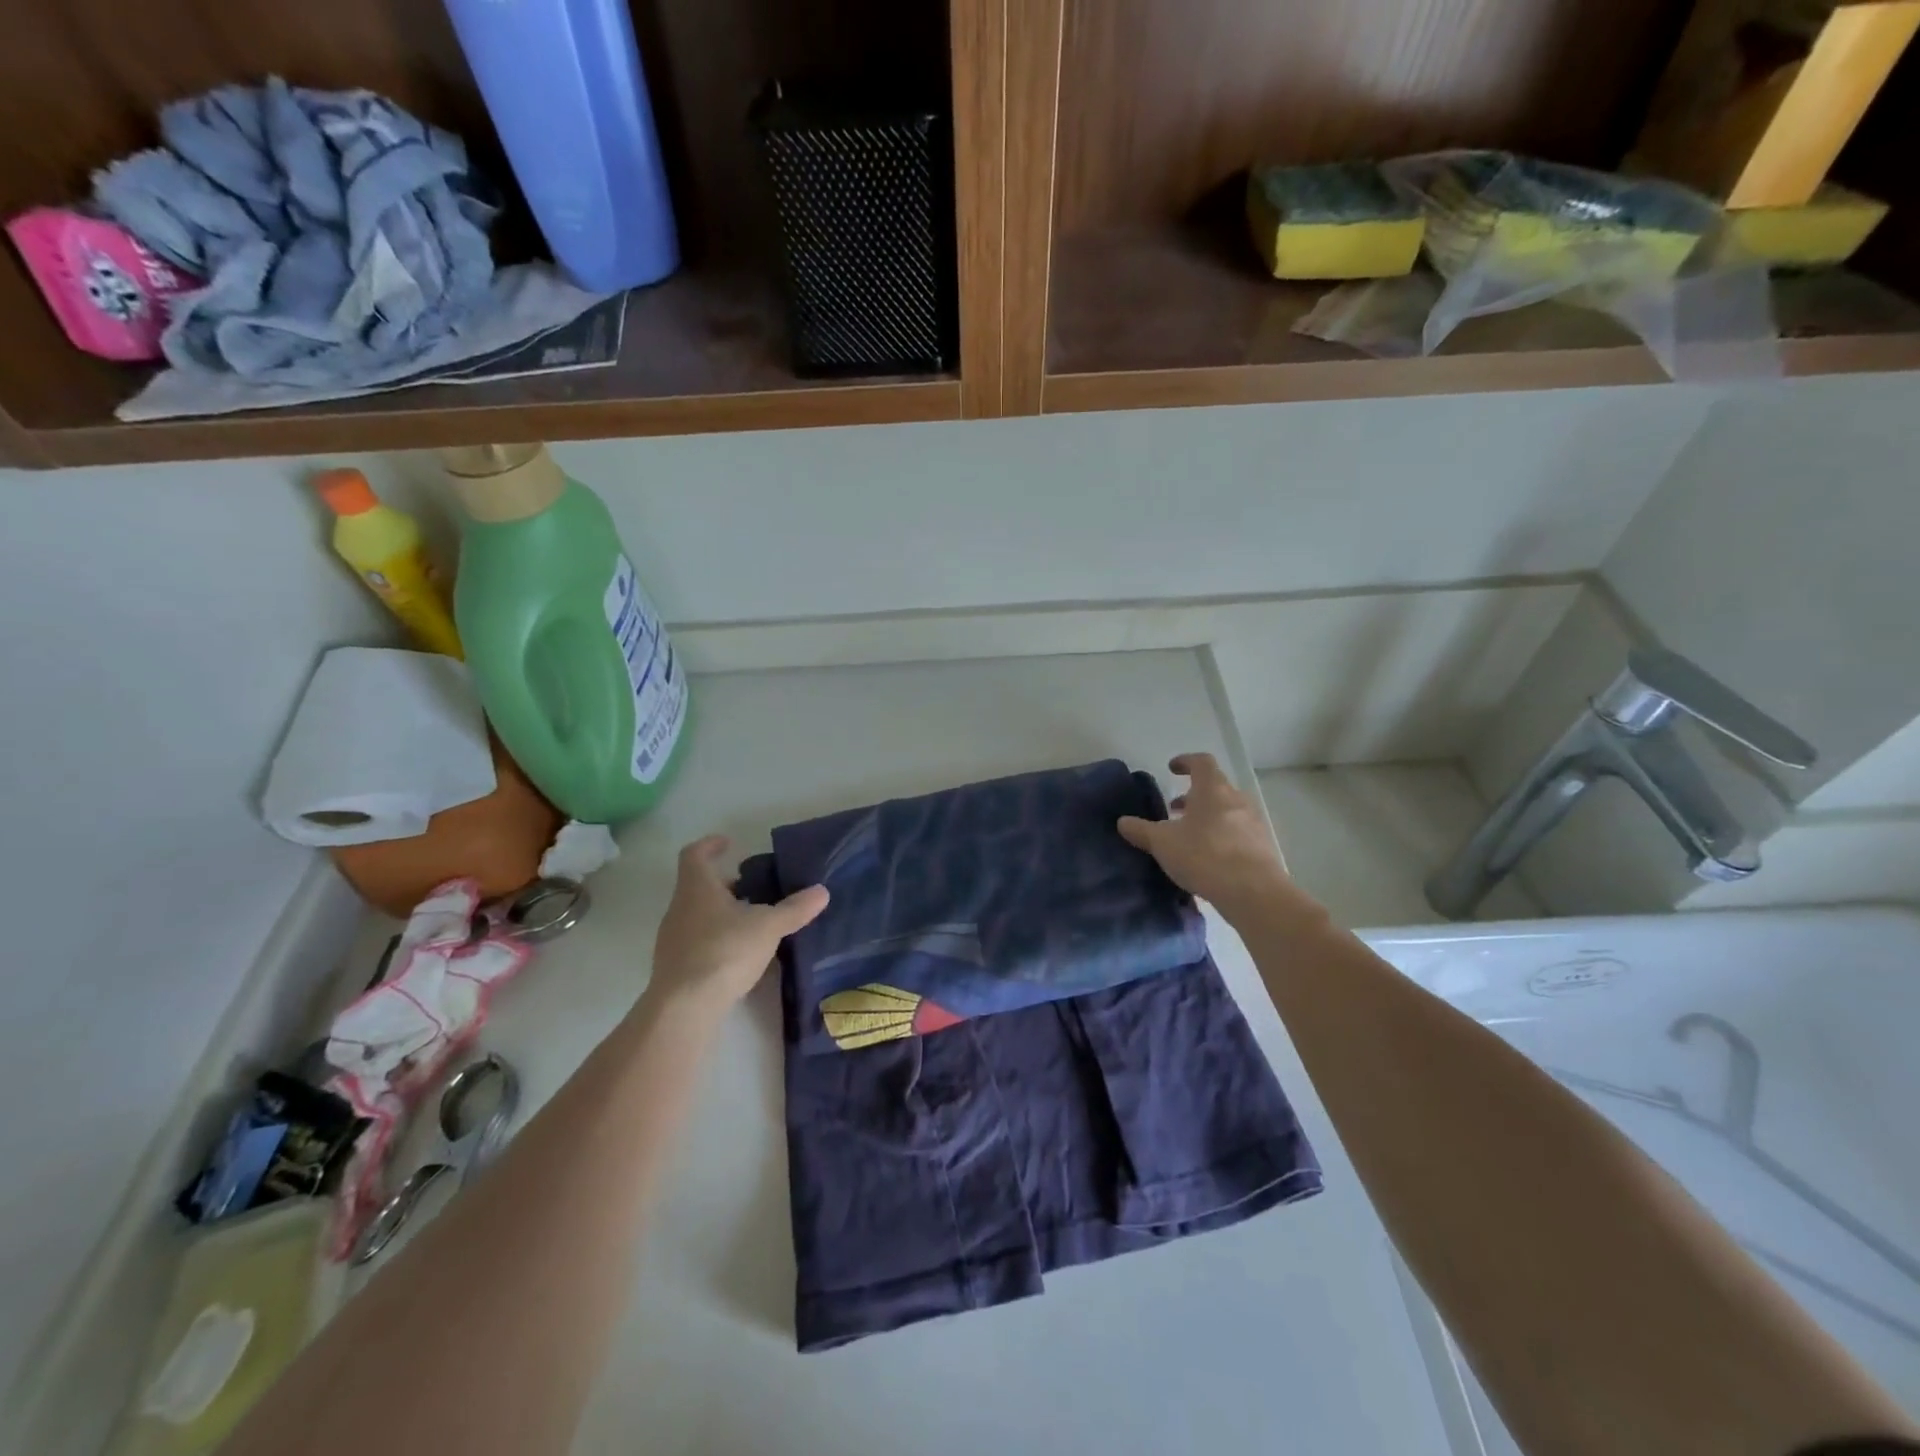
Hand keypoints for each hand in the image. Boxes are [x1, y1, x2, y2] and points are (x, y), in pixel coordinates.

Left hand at [648, 836, 829, 1015]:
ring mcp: (673, 938)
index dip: (711, 845)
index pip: (695, 854)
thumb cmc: (724, 951)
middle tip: (753, 887)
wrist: (684, 1007)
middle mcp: (679, 907)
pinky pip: (696, 940)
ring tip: (751, 920)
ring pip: (697, 914)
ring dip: (721, 912)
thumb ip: (795, 909)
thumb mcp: (768, 927)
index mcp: (697, 888)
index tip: (728, 843)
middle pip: (698, 885)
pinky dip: (716, 938)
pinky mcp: (675, 966)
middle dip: (725, 884)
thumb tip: (822, 891)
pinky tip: (738, 952)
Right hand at [1117, 753, 1292, 919]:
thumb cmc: (1204, 856)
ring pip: (1227, 810)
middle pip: (1215, 787)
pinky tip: (1208, 858)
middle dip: (1193, 795)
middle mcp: (1236, 800)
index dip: (1185, 761)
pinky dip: (1221, 836)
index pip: (1201, 762)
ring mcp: (1253, 823)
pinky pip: (1237, 833)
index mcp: (1212, 790)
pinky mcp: (1262, 847)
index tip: (1172, 768)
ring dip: (1207, 816)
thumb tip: (1122, 822)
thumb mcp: (1163, 843)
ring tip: (1189, 836)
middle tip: (1174, 809)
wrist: (1254, 892)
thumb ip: (1141, 830)